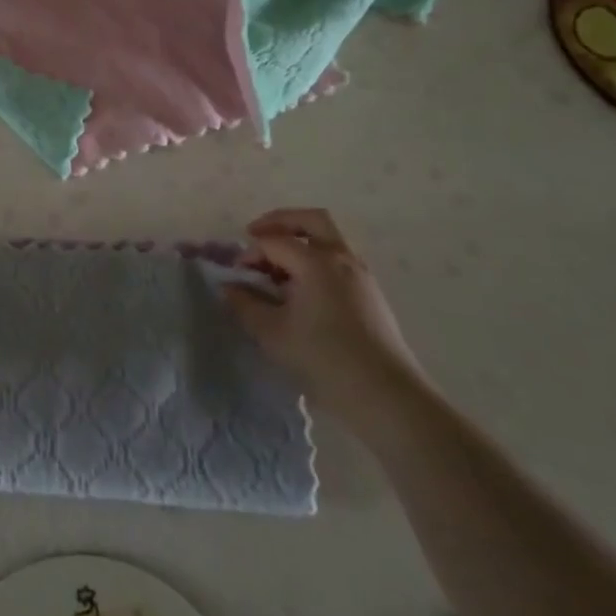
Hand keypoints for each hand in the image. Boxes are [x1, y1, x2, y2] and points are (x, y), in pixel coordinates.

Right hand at [221, 208, 431, 429]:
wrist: (386, 396)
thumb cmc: (323, 359)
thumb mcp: (272, 333)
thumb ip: (245, 304)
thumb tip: (229, 287)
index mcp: (315, 262)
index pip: (273, 241)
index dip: (249, 253)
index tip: (236, 274)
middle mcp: (341, 258)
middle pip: (310, 220)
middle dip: (279, 222)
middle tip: (256, 237)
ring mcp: (360, 274)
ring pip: (328, 239)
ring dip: (299, 242)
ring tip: (277, 270)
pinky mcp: (370, 293)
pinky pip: (338, 261)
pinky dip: (315, 261)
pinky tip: (301, 290)